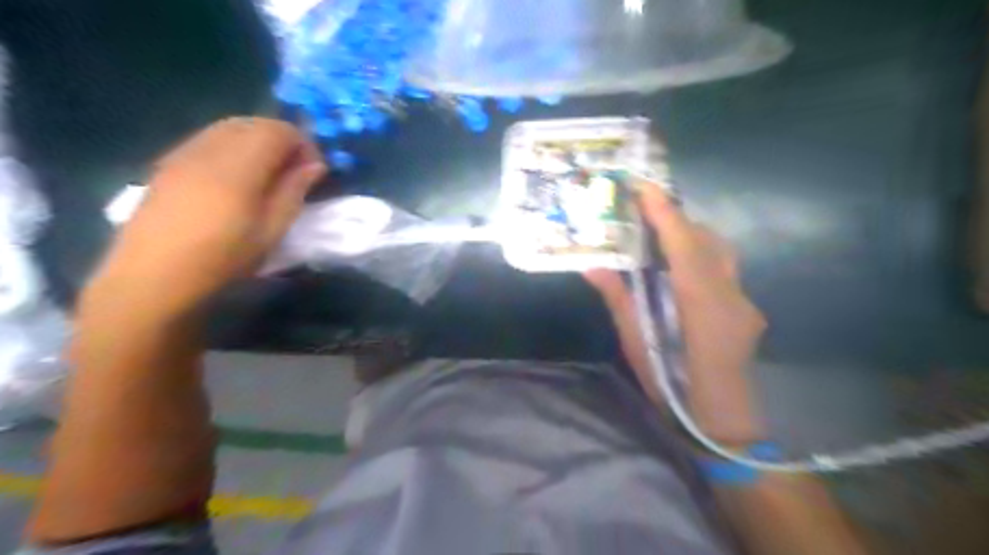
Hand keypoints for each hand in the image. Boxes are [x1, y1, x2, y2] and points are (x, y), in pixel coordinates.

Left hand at [85, 117, 325, 320]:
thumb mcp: (271, 231)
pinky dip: (232, 146)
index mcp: (238, 167)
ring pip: (228, 127)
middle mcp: (209, 149)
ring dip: (256, 141)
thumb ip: (293, 191)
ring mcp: (184, 153)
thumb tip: (315, 165)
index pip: (278, 131)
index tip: (314, 169)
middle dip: (281, 138)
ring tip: (268, 172)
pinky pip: (208, 139)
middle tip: (294, 169)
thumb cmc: (222, 259)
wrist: (153, 276)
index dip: (303, 143)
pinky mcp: (168, 163)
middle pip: (252, 123)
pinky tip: (236, 176)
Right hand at [589, 182, 766, 441]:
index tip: (644, 188)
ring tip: (657, 231)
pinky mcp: (746, 307)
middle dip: (674, 218)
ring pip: (719, 251)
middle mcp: (730, 297)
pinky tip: (678, 264)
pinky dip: (699, 253)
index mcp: (702, 309)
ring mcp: (744, 301)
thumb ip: (619, 301)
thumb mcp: (638, 346)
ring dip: (688, 234)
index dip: (665, 215)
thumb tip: (593, 266)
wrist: (724, 423)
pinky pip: (723, 267)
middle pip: (706, 242)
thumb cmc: (674, 389)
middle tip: (642, 206)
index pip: (684, 250)